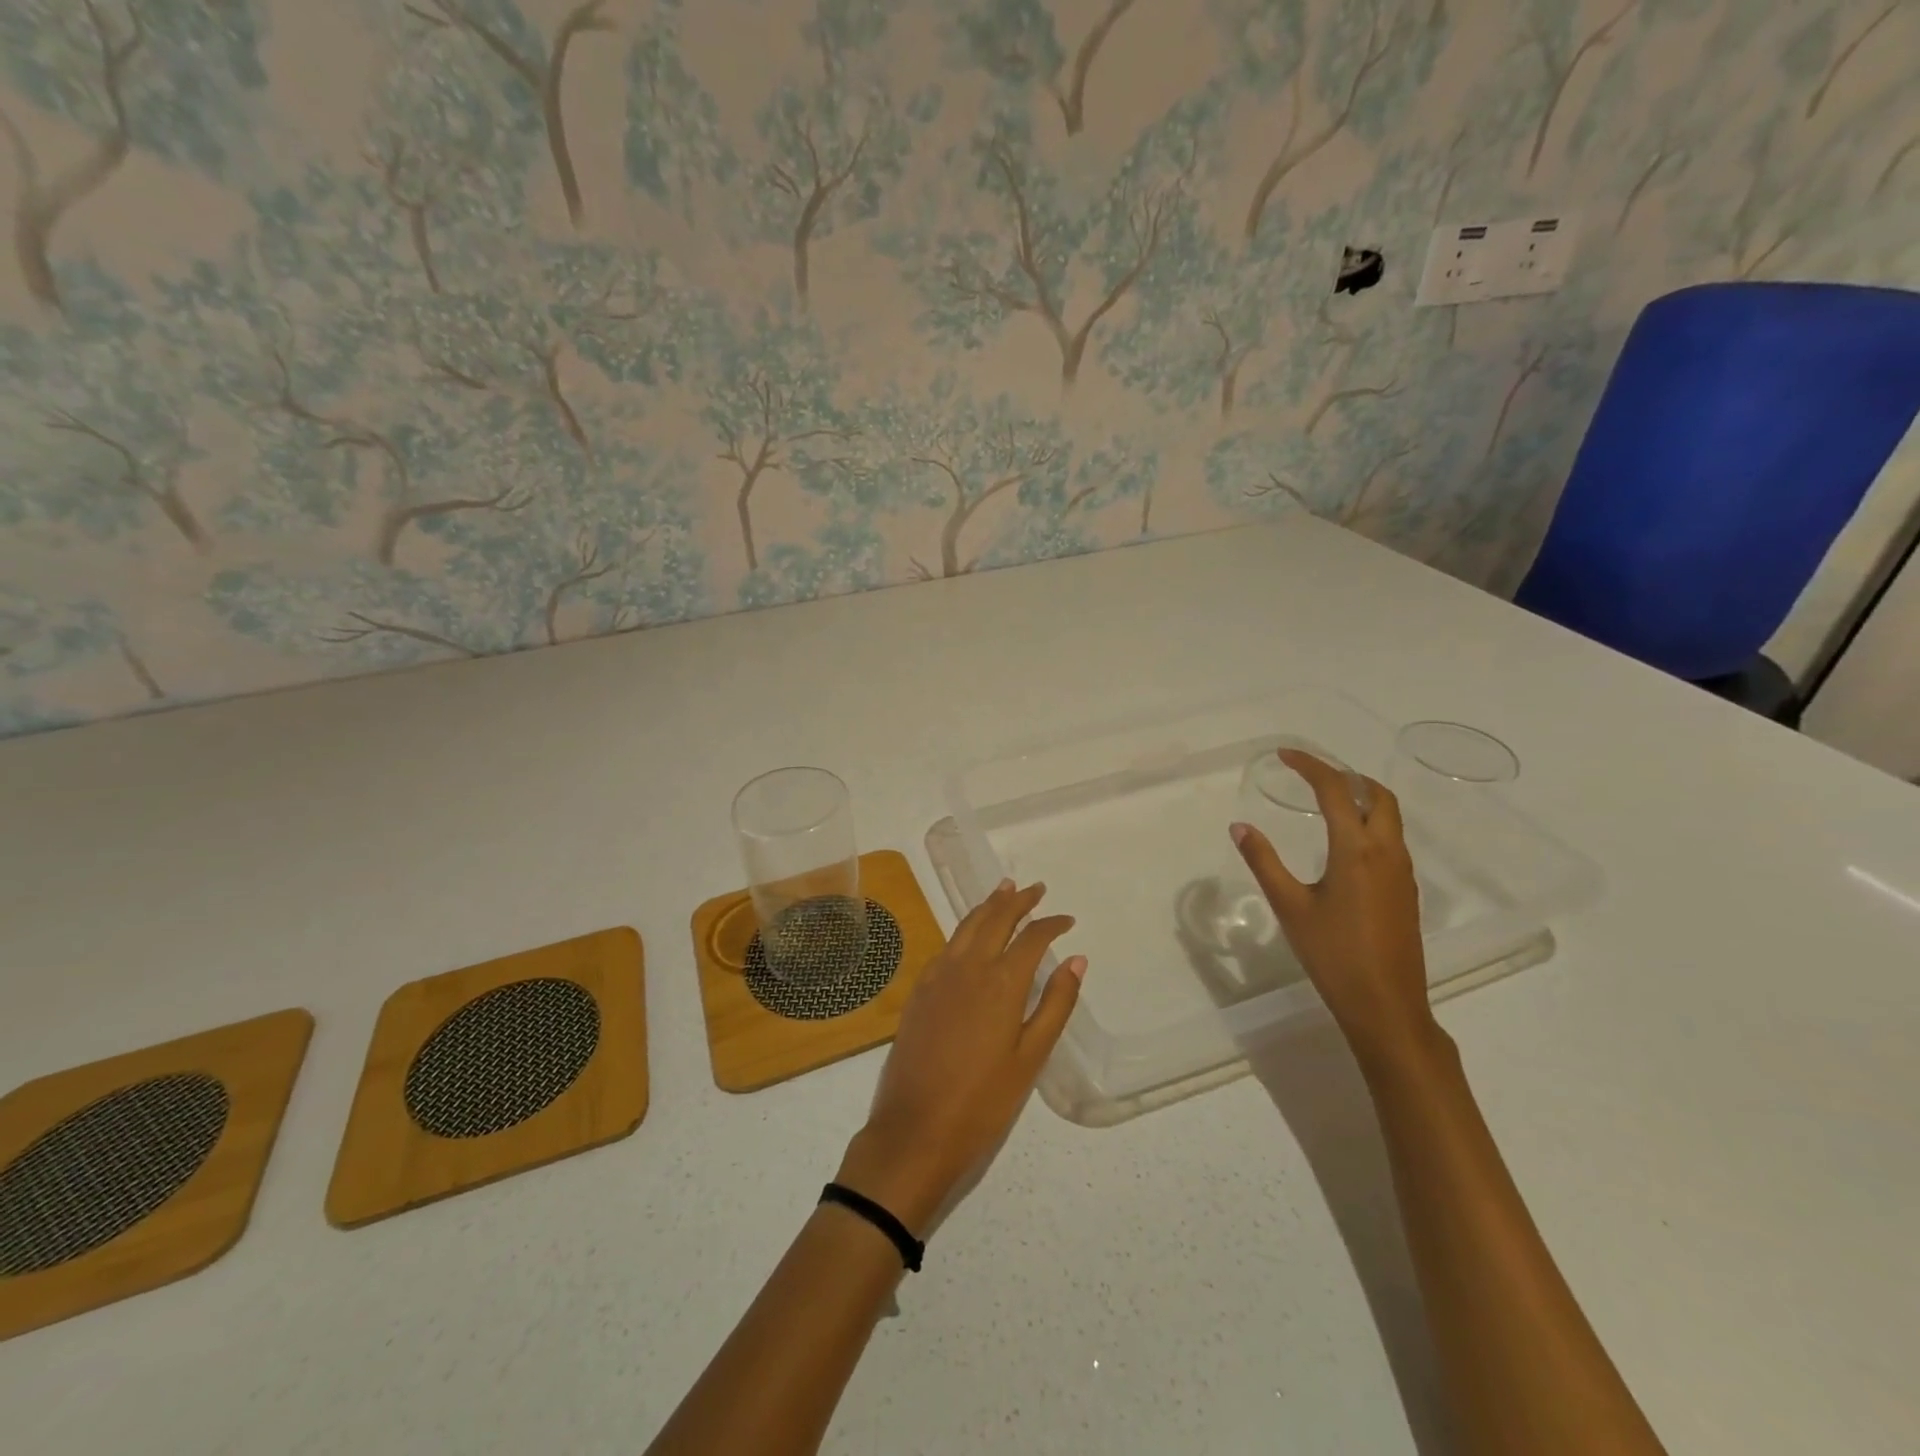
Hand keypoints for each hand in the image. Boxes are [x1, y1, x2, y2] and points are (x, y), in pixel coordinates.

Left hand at [836, 880, 1084, 1234]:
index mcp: (1000, 983)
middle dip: (1018, 901)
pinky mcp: (919, 990)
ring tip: (1004, 890)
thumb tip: (1077, 960)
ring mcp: (938, 975)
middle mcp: (968, 967)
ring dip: (989, 906)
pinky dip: (965, 929)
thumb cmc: (982, 1101)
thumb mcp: (1030, 1058)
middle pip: (995, 919)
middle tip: (1036, 889)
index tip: (1066, 920)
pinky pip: (947, 945)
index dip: (1051, 925)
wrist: (915, 1129)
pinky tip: (971, 934)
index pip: (1031, 938)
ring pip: (967, 926)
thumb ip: (1054, 1005)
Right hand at [1231, 749, 1437, 1069]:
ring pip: (1389, 817)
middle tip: (1312, 773)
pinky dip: (1370, 821)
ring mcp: (1402, 872)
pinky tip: (1345, 841)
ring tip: (1326, 798)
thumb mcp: (1290, 906)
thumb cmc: (1333, 954)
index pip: (1336, 791)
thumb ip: (1264, 862)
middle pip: (1377, 795)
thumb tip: (1240, 827)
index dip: (1311, 767)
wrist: (1386, 1005)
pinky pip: (1392, 839)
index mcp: (1356, 850)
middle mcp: (1386, 852)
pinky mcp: (1406, 891)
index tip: (1285, 755)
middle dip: (1346, 775)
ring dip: (1362, 797)